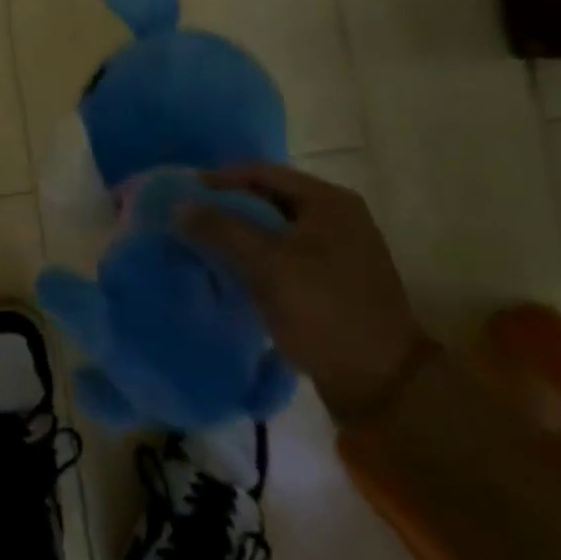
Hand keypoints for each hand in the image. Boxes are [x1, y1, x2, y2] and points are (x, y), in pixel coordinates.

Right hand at [185, 164, 430, 420]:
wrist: (382, 387)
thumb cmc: (325, 312)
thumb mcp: (268, 266)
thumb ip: (221, 229)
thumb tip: (178, 205)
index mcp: (328, 200)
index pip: (260, 172)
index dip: (217, 181)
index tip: (182, 197)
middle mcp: (335, 216)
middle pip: (266, 199)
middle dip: (225, 210)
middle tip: (187, 224)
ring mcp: (336, 249)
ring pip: (273, 230)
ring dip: (238, 236)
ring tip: (201, 248)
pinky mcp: (331, 280)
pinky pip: (283, 255)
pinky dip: (255, 259)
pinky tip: (229, 273)